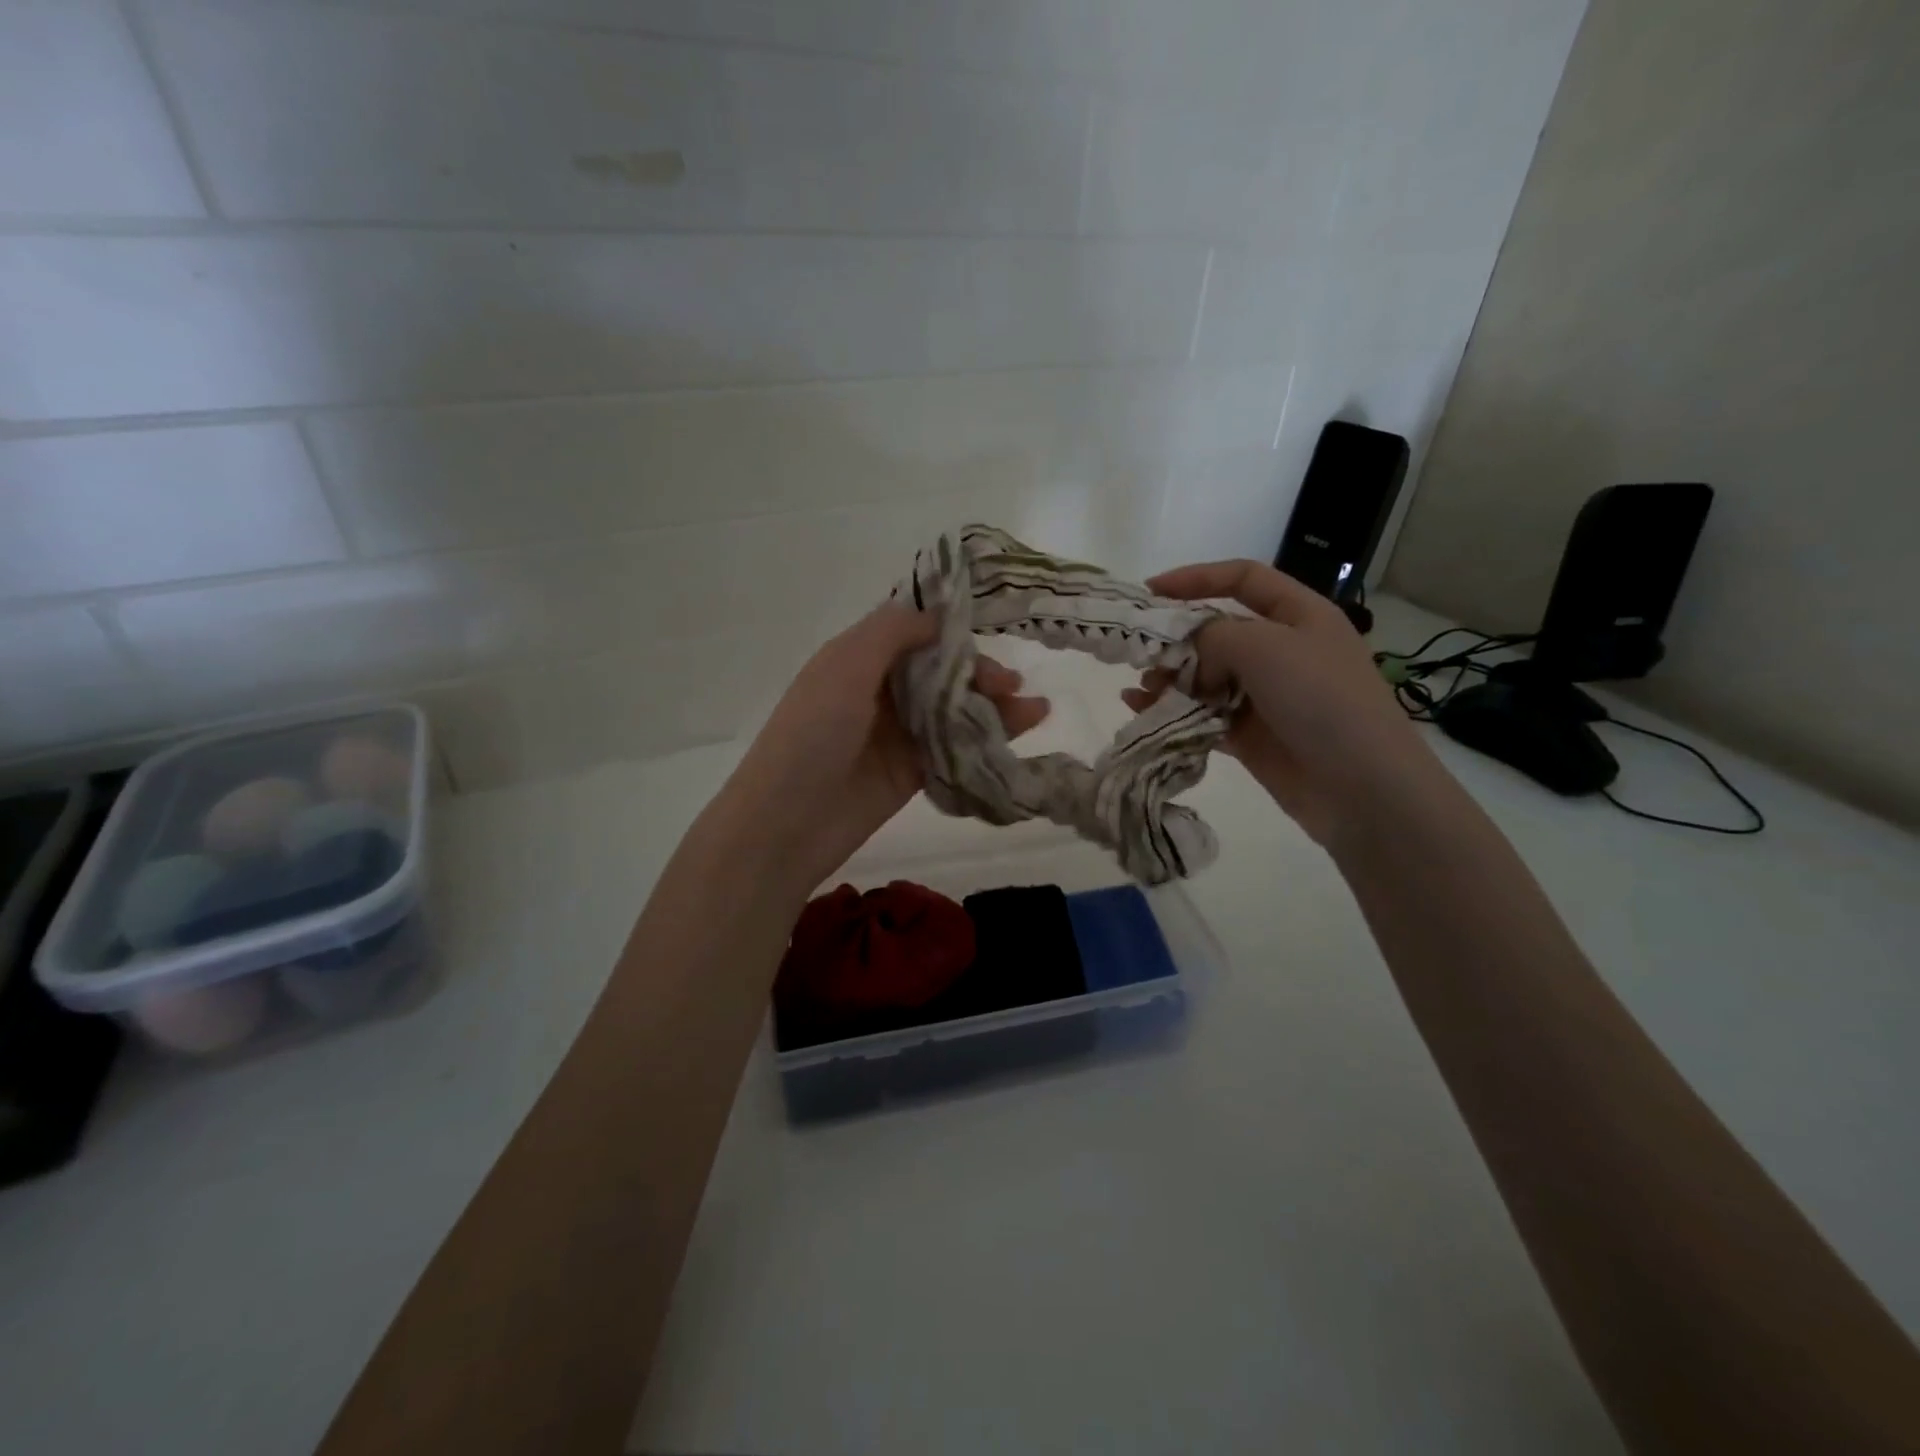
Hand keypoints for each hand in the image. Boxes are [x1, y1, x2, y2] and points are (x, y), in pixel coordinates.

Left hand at [719, 603, 1048, 893]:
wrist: (787, 823)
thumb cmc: (812, 733)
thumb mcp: (845, 665)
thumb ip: (893, 631)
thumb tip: (938, 615)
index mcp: (858, 658)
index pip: (914, 631)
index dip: (953, 630)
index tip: (993, 631)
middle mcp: (878, 690)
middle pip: (940, 670)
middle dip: (978, 672)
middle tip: (1011, 685)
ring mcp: (896, 733)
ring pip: (953, 709)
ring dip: (992, 705)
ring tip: (1035, 710)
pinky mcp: (912, 771)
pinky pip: (954, 746)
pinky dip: (986, 738)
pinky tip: (1019, 733)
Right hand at [1123, 560, 1443, 848]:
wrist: (1360, 786)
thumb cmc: (1320, 699)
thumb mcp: (1264, 647)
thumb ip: (1212, 636)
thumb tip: (1188, 658)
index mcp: (1299, 615)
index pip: (1243, 578)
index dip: (1196, 578)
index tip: (1150, 592)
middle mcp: (1283, 650)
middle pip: (1217, 631)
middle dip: (1176, 640)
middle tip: (1142, 656)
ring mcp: (1267, 695)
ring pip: (1206, 676)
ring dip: (1170, 679)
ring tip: (1142, 691)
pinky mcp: (1251, 735)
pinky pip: (1203, 714)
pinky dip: (1174, 711)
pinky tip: (1143, 711)